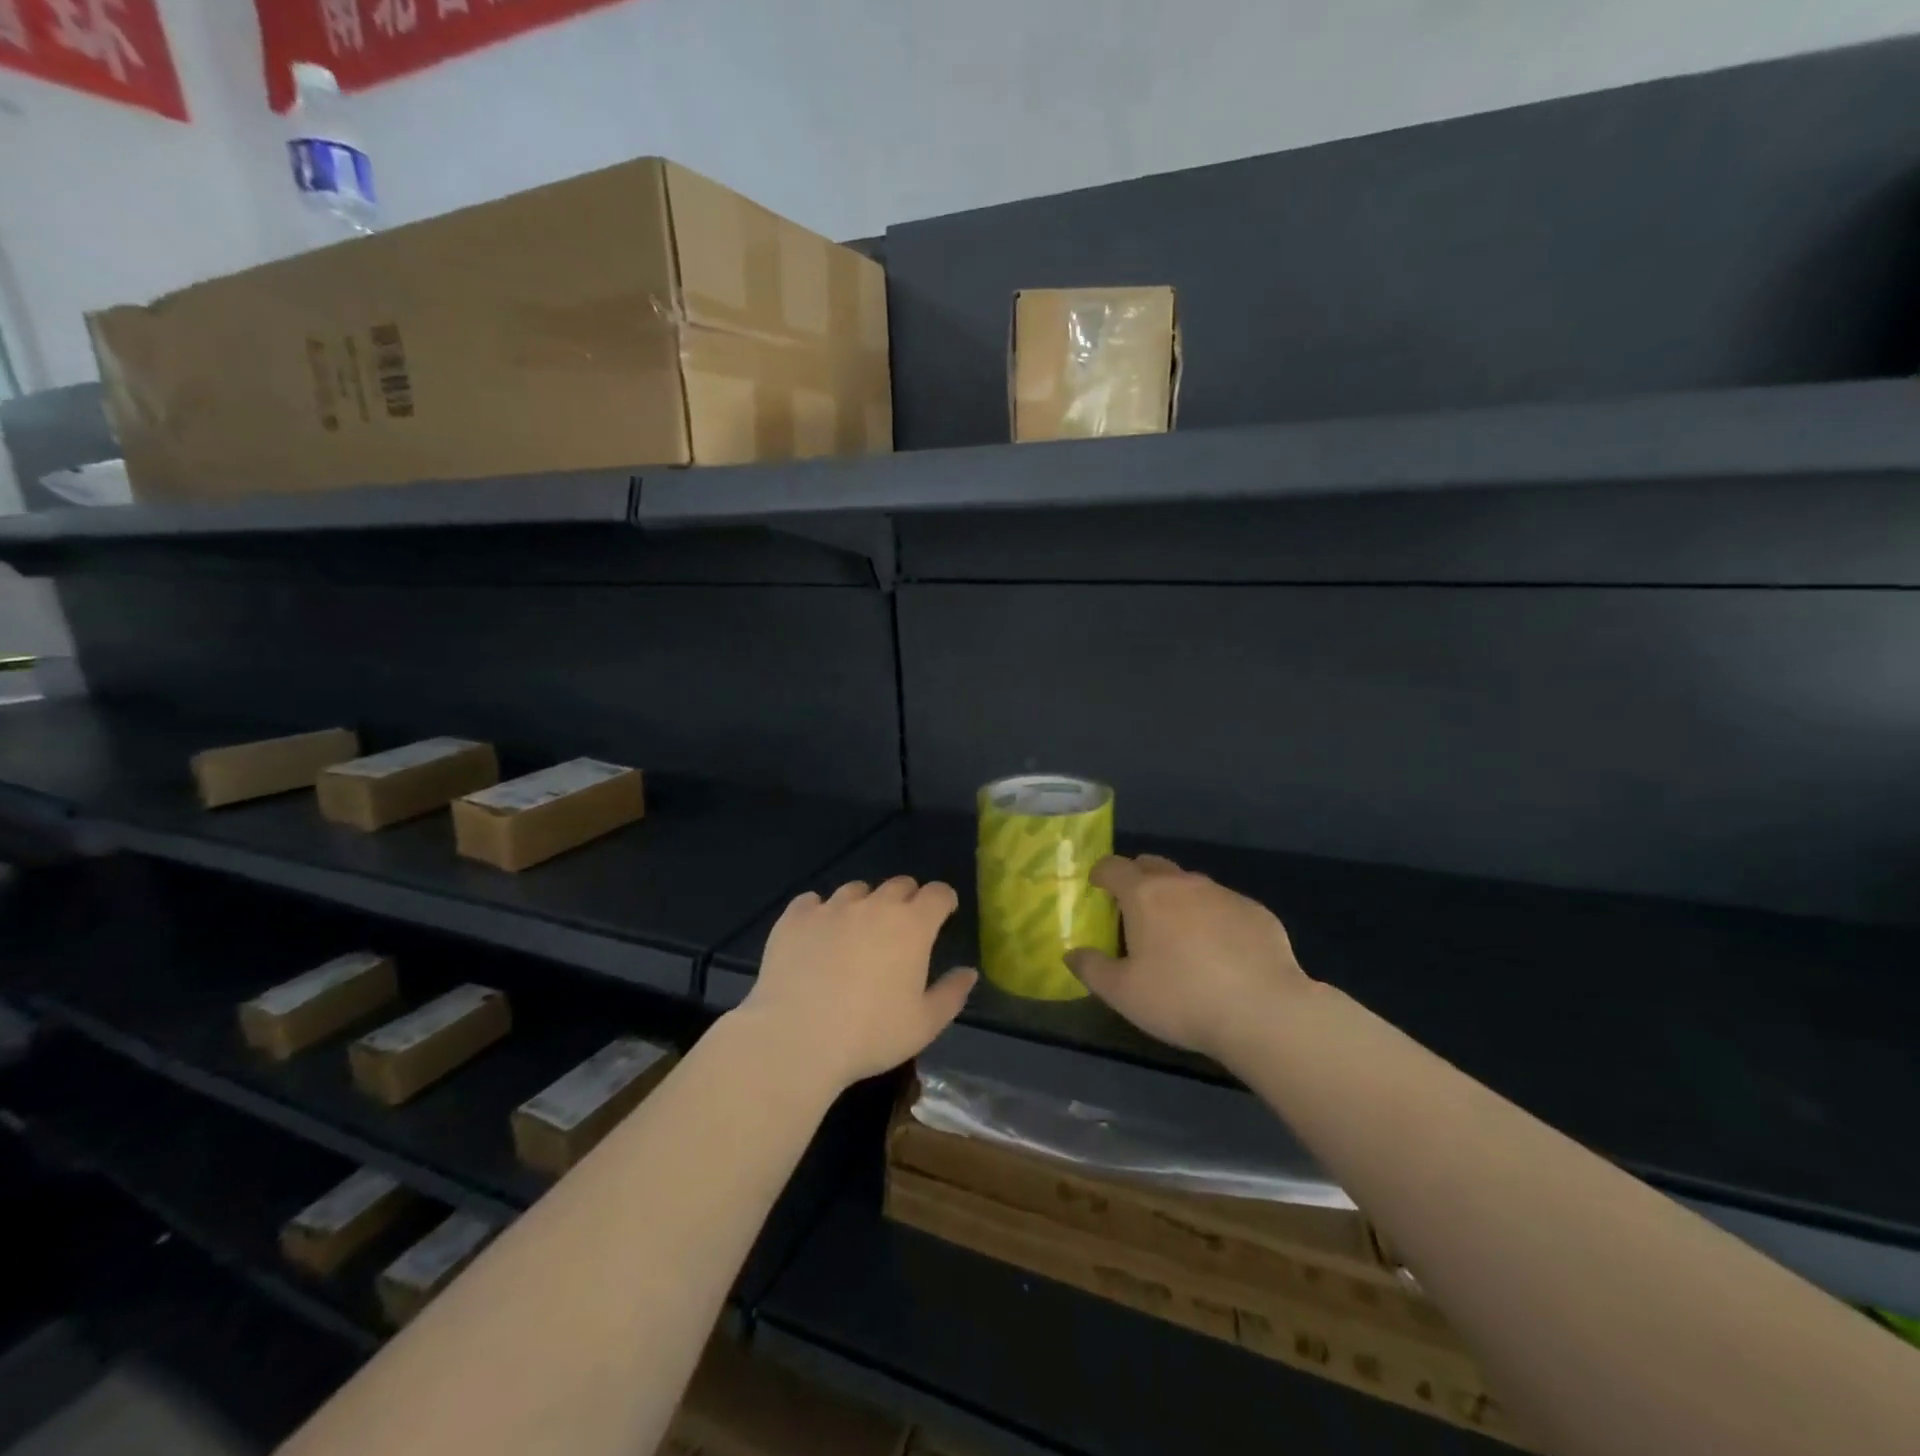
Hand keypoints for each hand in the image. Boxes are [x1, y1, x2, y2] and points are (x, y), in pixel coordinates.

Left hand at [739, 877, 975, 1089]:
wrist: (796, 1039)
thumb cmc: (869, 1035)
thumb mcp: (924, 1025)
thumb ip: (951, 994)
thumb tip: (968, 972)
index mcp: (911, 925)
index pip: (937, 893)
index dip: (943, 901)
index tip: (943, 914)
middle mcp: (874, 905)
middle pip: (899, 884)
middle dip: (907, 900)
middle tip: (901, 928)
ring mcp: (831, 907)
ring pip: (856, 890)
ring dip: (864, 904)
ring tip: (856, 933)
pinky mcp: (795, 917)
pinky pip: (812, 902)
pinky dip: (820, 912)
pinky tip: (816, 935)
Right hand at [1065, 854, 1311, 1061]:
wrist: (1264, 1011)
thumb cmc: (1181, 999)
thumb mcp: (1123, 993)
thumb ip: (1092, 969)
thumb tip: (1072, 954)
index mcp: (1145, 895)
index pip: (1114, 867)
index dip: (1101, 873)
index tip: (1096, 886)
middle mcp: (1183, 884)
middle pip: (1153, 865)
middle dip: (1138, 878)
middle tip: (1133, 907)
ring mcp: (1224, 894)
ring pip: (1191, 885)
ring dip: (1178, 899)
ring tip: (1178, 933)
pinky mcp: (1257, 912)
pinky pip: (1225, 906)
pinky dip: (1214, 919)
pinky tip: (1221, 952)